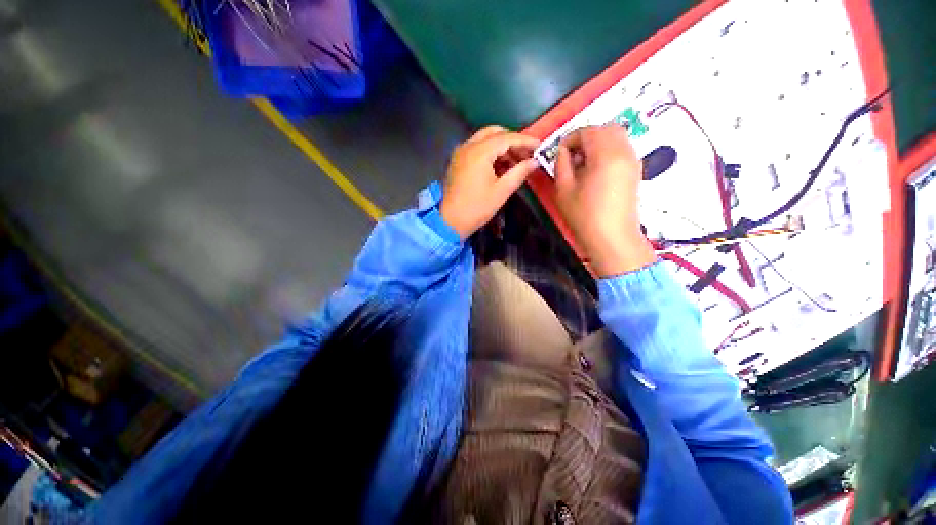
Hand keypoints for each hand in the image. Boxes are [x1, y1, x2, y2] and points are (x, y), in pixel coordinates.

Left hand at [440, 126, 539, 238]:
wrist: (450, 221)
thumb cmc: (477, 208)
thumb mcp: (502, 191)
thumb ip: (520, 172)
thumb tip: (535, 162)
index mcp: (479, 151)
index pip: (507, 138)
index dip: (525, 141)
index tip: (539, 146)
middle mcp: (468, 146)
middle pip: (494, 133)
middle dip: (512, 141)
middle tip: (526, 154)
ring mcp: (460, 153)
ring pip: (485, 140)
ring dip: (501, 147)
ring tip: (516, 163)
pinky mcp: (458, 161)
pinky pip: (477, 149)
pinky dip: (490, 153)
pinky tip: (501, 167)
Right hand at [554, 124, 654, 276]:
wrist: (612, 238)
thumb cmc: (584, 215)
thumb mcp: (563, 189)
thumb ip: (561, 164)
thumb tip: (564, 152)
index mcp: (605, 154)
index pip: (587, 131)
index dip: (570, 139)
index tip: (560, 153)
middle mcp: (623, 151)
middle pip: (606, 129)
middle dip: (586, 137)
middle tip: (572, 156)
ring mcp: (633, 160)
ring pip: (616, 137)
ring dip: (598, 143)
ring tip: (583, 164)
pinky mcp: (635, 171)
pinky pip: (622, 149)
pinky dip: (608, 151)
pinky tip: (596, 171)